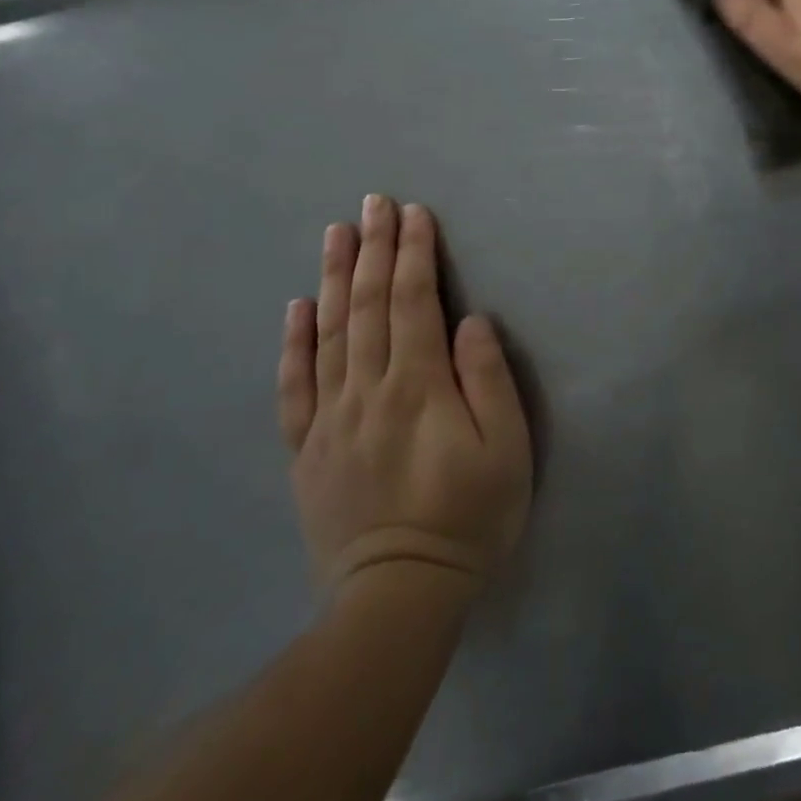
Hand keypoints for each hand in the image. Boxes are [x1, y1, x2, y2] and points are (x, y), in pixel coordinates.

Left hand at [277, 197, 531, 594]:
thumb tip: (470, 321)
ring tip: (336, 232)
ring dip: (335, 277)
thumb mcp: (506, 450)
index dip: (415, 253)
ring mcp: (330, 418)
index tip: (415, 213)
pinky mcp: (307, 448)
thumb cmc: (468, 518)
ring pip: (329, 332)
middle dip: (375, 248)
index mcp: (418, 386)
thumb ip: (488, 380)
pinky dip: (294, 341)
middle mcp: (367, 389)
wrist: (398, 597)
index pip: (414, 302)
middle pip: (369, 305)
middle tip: (374, 203)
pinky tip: (296, 307)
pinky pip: (294, 385)